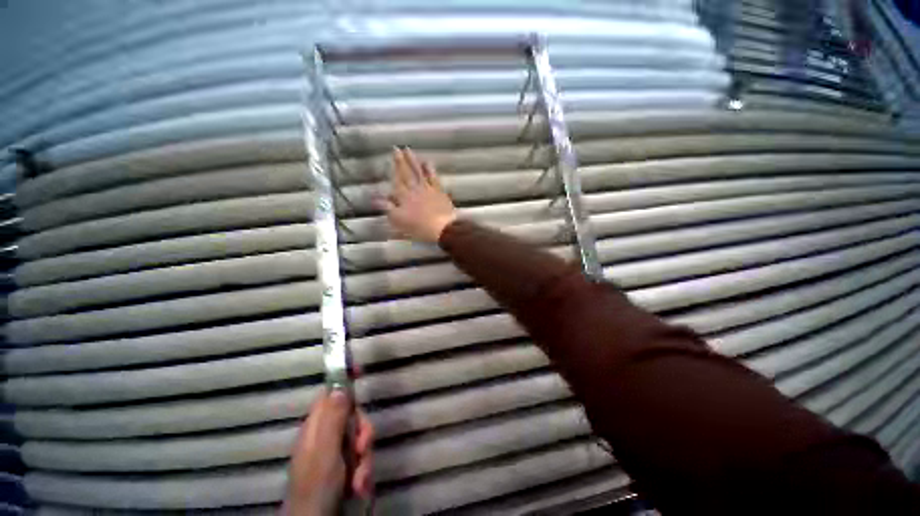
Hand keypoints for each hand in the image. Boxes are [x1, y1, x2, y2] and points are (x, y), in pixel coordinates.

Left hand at [282, 390, 373, 515]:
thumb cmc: (317, 486)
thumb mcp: (325, 451)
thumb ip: (333, 419)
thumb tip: (339, 386)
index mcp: (315, 427)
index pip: (330, 393)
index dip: (344, 380)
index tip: (360, 370)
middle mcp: (325, 435)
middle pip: (353, 415)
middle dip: (363, 431)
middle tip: (362, 447)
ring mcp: (335, 452)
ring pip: (360, 438)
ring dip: (365, 458)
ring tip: (358, 480)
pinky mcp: (344, 468)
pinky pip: (361, 458)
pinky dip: (364, 472)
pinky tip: (359, 487)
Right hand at [376, 147, 457, 242]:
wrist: (442, 227)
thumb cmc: (419, 227)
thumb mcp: (399, 220)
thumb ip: (388, 208)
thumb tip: (375, 198)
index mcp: (404, 197)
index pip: (397, 181)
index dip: (393, 169)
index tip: (389, 158)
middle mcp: (415, 190)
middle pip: (406, 174)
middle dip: (400, 161)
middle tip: (396, 148)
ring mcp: (428, 189)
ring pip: (419, 172)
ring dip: (413, 161)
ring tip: (408, 150)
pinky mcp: (439, 192)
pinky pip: (433, 178)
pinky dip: (430, 170)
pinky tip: (428, 163)